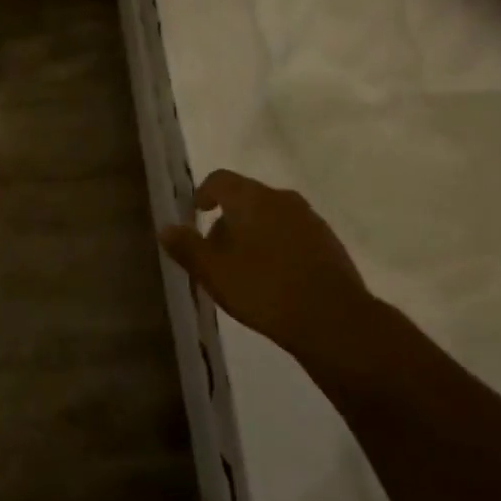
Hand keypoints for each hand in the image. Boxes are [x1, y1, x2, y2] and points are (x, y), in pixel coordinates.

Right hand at [160, 170, 372, 359]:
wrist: (334, 320)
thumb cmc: (264, 289)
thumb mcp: (214, 272)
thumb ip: (188, 247)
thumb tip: (166, 227)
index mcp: (252, 198)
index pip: (220, 180)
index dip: (204, 193)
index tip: (196, 212)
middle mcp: (282, 199)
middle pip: (247, 198)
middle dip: (229, 219)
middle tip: (216, 251)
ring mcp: (310, 219)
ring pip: (272, 216)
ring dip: (255, 233)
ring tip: (245, 268)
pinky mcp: (329, 243)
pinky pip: (293, 234)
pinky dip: (278, 247)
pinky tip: (275, 279)